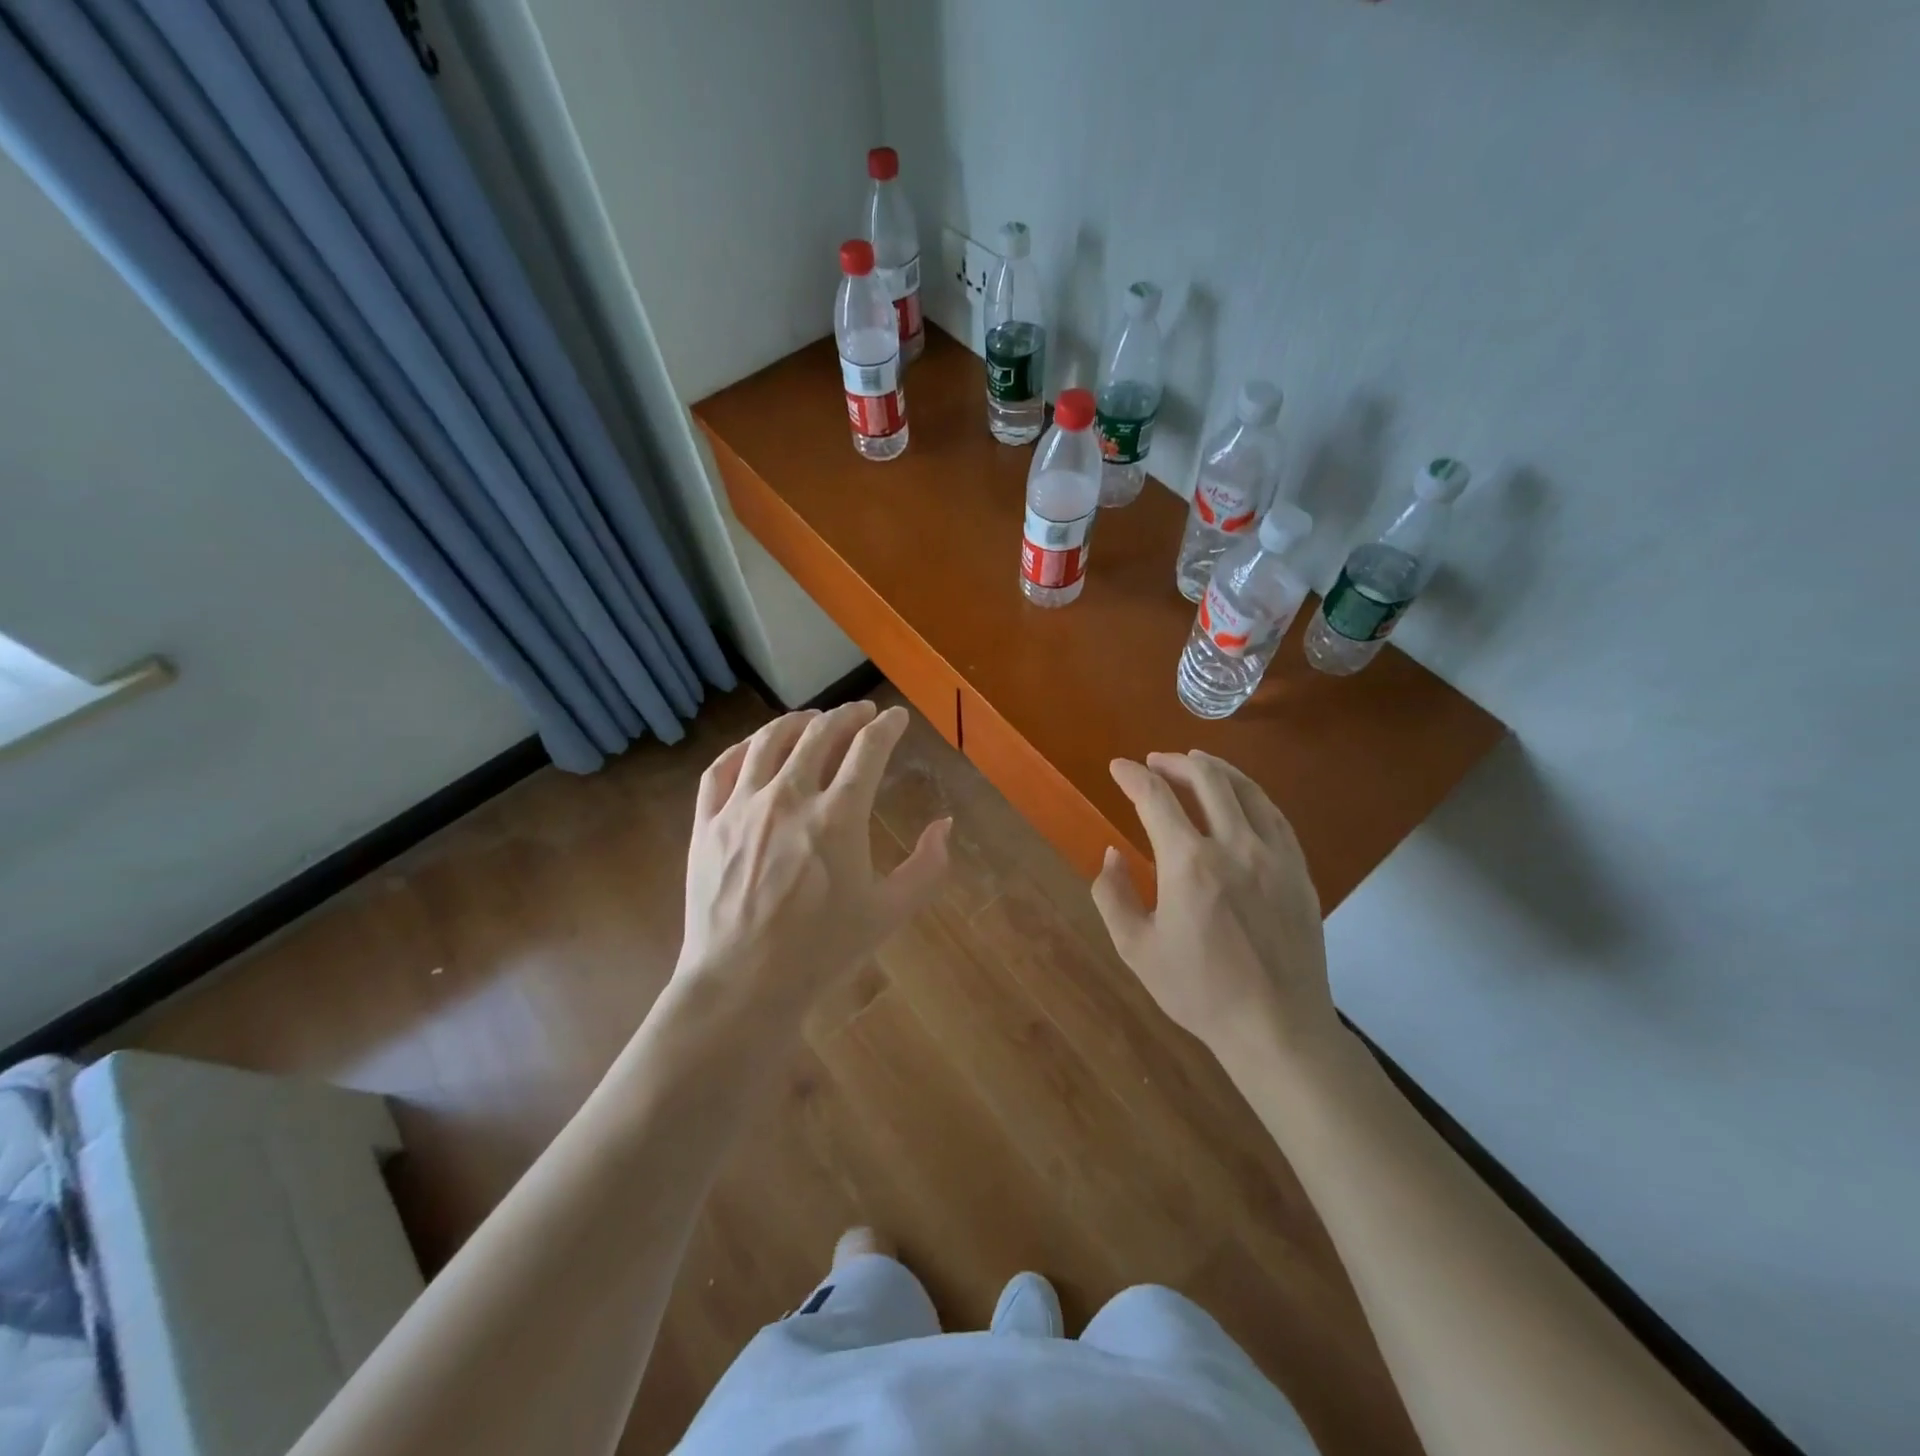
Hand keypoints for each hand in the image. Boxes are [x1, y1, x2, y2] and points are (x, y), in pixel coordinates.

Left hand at [677, 700, 949, 1022]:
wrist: (742, 984)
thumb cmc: (821, 951)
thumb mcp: (888, 913)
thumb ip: (927, 867)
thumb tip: (945, 826)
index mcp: (838, 816)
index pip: (868, 749)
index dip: (886, 726)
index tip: (895, 718)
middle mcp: (789, 797)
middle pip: (820, 733)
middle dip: (847, 715)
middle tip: (861, 713)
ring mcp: (742, 807)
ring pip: (770, 740)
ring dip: (797, 721)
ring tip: (813, 719)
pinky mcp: (707, 823)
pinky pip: (722, 768)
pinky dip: (744, 747)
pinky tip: (757, 747)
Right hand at [1091, 751, 1338, 1066]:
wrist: (1277, 1026)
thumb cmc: (1199, 991)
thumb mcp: (1136, 949)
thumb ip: (1113, 895)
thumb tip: (1111, 855)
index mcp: (1189, 864)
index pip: (1155, 798)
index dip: (1132, 776)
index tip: (1117, 767)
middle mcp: (1234, 846)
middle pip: (1206, 779)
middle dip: (1174, 762)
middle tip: (1154, 761)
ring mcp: (1274, 855)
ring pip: (1246, 789)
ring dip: (1216, 768)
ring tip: (1196, 762)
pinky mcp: (1299, 870)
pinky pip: (1275, 815)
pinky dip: (1251, 795)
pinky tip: (1241, 797)